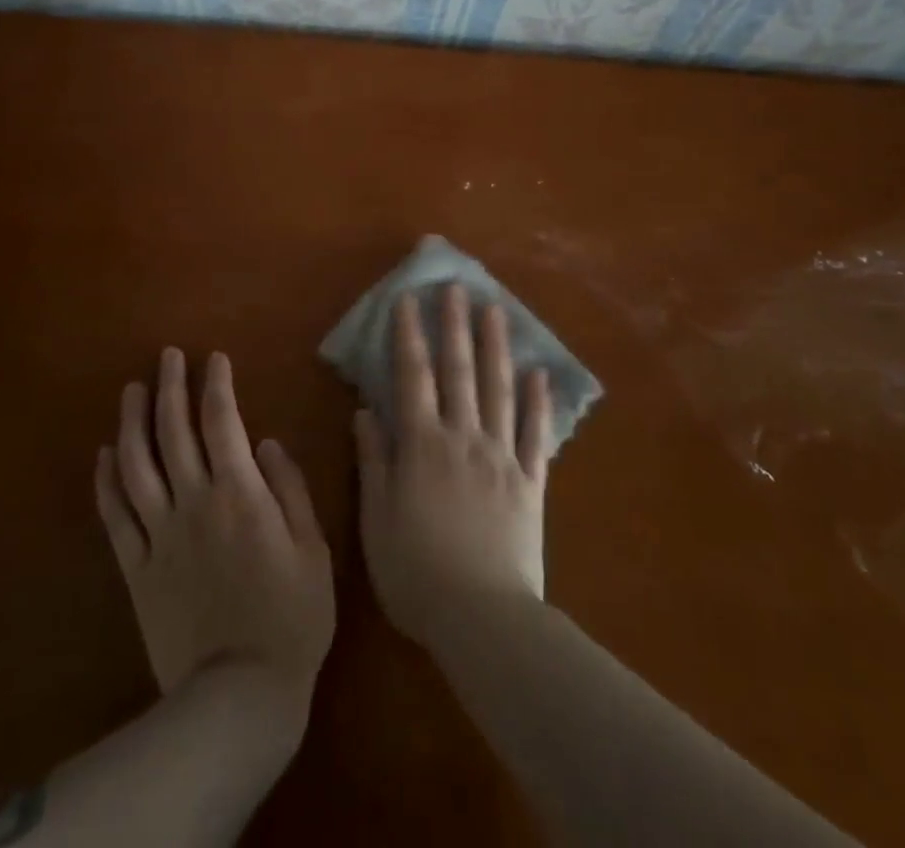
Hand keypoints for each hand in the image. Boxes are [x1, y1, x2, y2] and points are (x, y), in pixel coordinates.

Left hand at [95, 348, 334, 738]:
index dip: (216, 385)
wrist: (238, 694)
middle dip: (170, 387)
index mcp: (240, 494)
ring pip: (137, 465)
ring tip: (131, 390)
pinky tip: (105, 454)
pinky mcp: (136, 568)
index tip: (213, 358)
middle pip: (174, 432)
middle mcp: (194, 503)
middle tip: (167, 356)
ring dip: (132, 422)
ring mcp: (159, 534)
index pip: (222, 422)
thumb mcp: (314, 549)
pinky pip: (115, 516)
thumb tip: (267, 443)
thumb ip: (291, 490)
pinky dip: (107, 481)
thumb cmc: (291, 618)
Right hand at [353, 284, 550, 649]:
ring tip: (496, 311)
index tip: (408, 299)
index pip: (413, 377)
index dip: (409, 335)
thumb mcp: (377, 520)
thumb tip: (365, 411)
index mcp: (423, 445)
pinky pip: (536, 434)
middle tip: (456, 286)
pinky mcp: (532, 481)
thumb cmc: (417, 573)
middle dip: (455, 325)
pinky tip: (539, 374)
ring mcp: (502, 456)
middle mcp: (464, 437)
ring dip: (496, 347)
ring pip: (500, 390)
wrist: (484, 618)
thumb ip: (374, 461)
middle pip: (460, 371)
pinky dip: (538, 402)